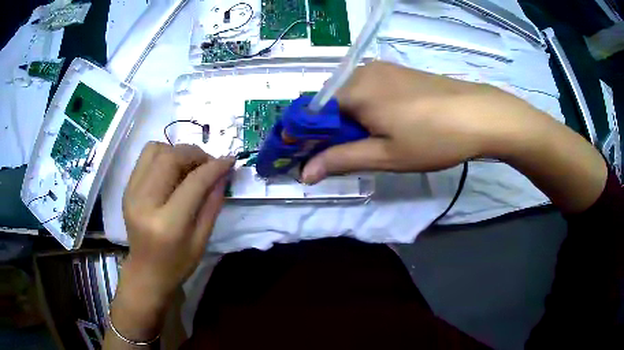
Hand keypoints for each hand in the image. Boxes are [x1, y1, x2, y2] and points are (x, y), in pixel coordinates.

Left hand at [121, 142, 233, 299]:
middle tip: (209, 163)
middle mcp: (144, 203)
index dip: (214, 167)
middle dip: (195, 153)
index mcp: (167, 224)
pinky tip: (173, 170)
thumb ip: (212, 204)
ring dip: (177, 151)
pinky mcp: (127, 189)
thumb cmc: (177, 264)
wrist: (146, 272)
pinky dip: (163, 155)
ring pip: (155, 150)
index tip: (229, 160)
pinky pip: (145, 158)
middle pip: (170, 158)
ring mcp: (131, 193)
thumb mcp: (202, 240)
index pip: (193, 183)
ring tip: (189, 165)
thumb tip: (223, 173)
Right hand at [302, 61, 539, 183]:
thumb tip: (305, 173)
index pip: (310, 113)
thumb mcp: (385, 155)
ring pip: (349, 97)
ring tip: (370, 143)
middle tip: (344, 157)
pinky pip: (368, 89)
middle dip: (329, 132)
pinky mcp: (397, 72)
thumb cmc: (433, 138)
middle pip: (329, 104)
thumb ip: (341, 160)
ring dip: (348, 121)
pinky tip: (386, 124)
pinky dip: (365, 109)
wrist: (479, 114)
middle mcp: (361, 72)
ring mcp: (381, 69)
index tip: (304, 158)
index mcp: (353, 91)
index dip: (303, 137)